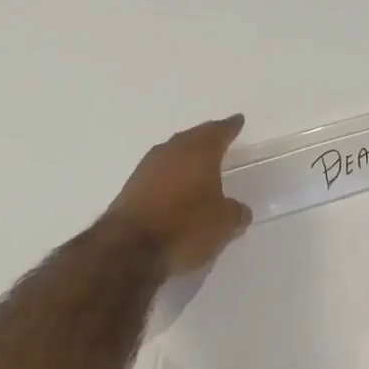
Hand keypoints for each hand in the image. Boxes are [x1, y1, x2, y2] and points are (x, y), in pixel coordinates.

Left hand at [105, 115, 253, 274]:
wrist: (130, 248)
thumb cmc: (186, 227)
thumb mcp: (223, 224)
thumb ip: (235, 212)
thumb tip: (238, 209)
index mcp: (198, 152)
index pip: (218, 132)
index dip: (230, 127)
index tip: (237, 120)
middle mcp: (171, 152)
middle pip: (192, 138)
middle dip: (206, 138)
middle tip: (218, 138)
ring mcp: (146, 168)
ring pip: (172, 154)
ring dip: (185, 157)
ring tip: (198, 163)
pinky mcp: (131, 188)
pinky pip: (158, 174)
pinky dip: (170, 177)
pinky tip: (176, 187)